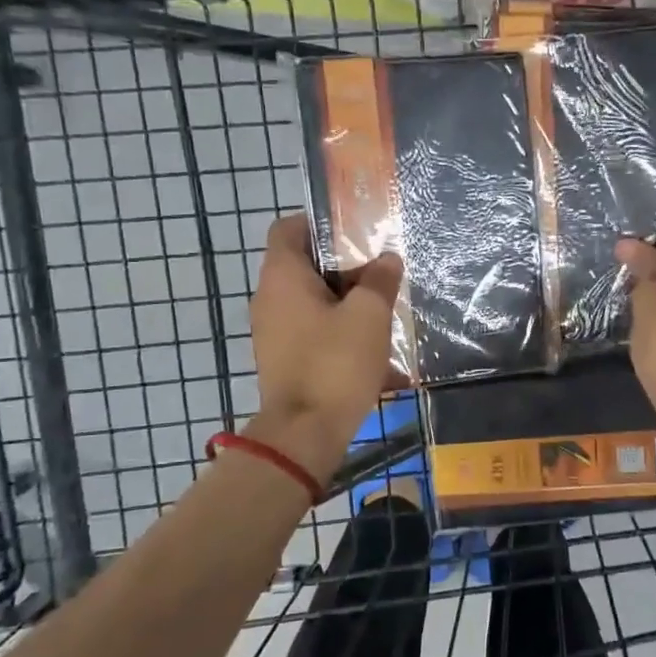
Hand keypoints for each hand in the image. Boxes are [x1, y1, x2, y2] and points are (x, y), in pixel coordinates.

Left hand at [247, 214, 403, 477]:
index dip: (319, 222)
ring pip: (310, 300)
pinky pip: (310, 330)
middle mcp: (268, 298)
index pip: (288, 227)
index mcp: (282, 276)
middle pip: (303, 264)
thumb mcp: (369, 315)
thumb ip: (380, 280)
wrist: (304, 433)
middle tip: (379, 271)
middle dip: (343, 266)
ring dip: (343, 301)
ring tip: (380, 309)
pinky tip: (369, 346)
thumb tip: (387, 259)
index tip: (354, 232)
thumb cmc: (334, 363)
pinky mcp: (282, 359)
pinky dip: (335, 330)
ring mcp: (272, 331)